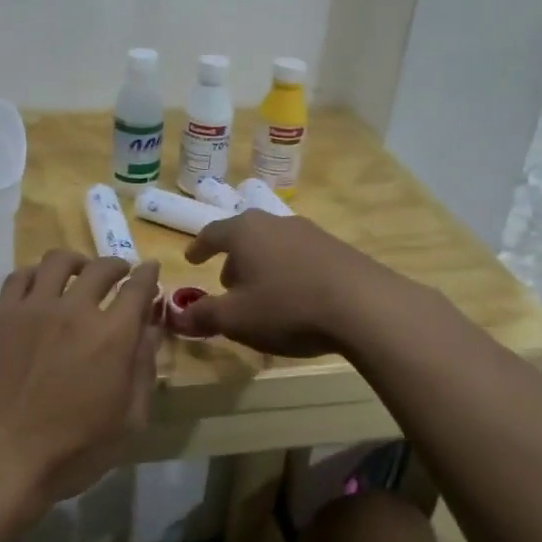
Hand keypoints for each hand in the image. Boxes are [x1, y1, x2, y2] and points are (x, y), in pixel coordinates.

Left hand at [0, 250, 161, 512]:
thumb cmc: (72, 451)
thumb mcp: (127, 421)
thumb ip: (143, 370)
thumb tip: (151, 330)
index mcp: (113, 336)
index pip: (138, 288)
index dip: (147, 275)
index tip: (150, 271)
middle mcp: (76, 310)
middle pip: (101, 268)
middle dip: (117, 266)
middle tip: (119, 273)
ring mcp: (34, 308)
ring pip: (59, 262)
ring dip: (77, 262)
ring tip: (78, 271)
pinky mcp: (1, 315)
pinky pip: (20, 277)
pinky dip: (37, 273)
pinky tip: (40, 284)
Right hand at [182, 211, 406, 356]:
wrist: (364, 306)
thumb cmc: (287, 307)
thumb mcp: (236, 319)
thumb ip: (203, 315)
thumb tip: (177, 316)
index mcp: (245, 232)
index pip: (212, 233)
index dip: (199, 248)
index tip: (191, 259)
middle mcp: (275, 222)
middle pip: (245, 237)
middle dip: (233, 260)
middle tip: (228, 285)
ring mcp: (310, 232)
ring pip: (274, 246)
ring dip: (262, 267)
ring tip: (263, 296)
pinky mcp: (337, 248)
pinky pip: (300, 257)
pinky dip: (288, 272)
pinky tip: (296, 298)